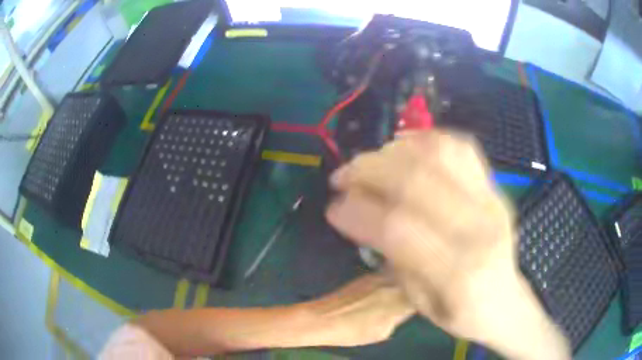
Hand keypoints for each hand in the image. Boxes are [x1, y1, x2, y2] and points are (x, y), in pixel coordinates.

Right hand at [326, 130, 569, 358]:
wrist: (505, 301)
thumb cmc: (460, 312)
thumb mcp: (418, 302)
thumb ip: (392, 256)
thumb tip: (362, 211)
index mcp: (459, 273)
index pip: (398, 228)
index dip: (358, 210)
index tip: (333, 205)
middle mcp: (481, 228)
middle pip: (417, 180)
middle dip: (369, 170)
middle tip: (343, 175)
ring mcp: (493, 200)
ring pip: (440, 153)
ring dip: (395, 150)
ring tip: (373, 160)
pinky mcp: (497, 187)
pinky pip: (462, 147)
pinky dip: (428, 139)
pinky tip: (407, 148)